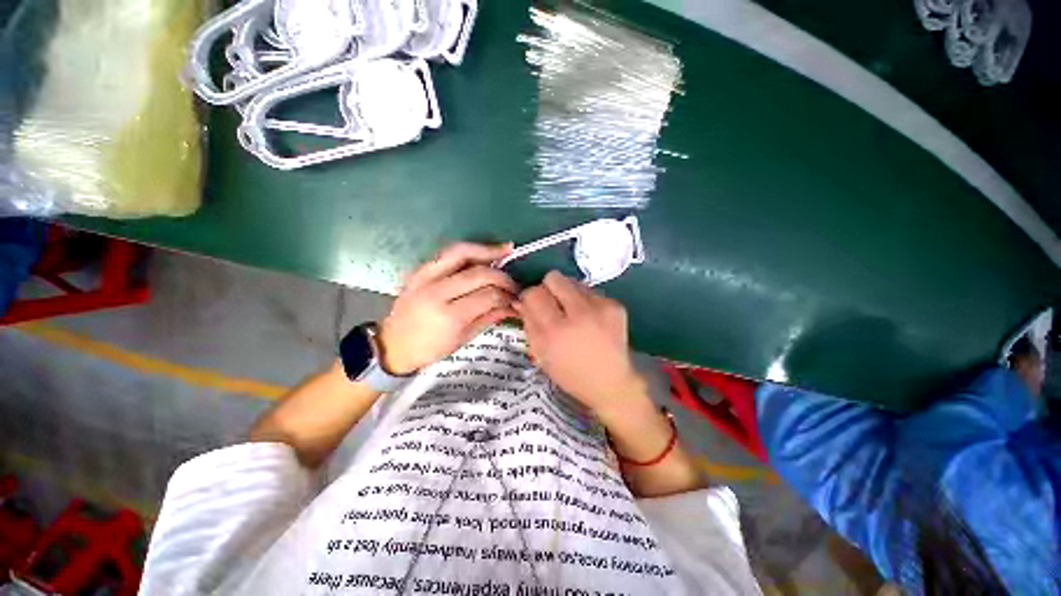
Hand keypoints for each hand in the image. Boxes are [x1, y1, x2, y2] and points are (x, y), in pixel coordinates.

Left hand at [378, 242, 517, 374]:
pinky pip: (448, 252)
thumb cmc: (429, 349)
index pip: (488, 296)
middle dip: (502, 277)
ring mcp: (425, 277)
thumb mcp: (462, 339)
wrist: (393, 345)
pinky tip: (483, 251)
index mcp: (449, 316)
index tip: (517, 298)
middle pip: (479, 273)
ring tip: (506, 249)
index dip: (507, 296)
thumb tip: (513, 306)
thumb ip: (488, 317)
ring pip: (461, 252)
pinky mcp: (419, 270)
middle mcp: (437, 292)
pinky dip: (469, 249)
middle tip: (514, 284)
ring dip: (487, 250)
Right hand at [514, 271, 648, 417]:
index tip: (534, 305)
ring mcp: (600, 307)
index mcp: (555, 331)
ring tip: (573, 314)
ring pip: (573, 281)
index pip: (533, 294)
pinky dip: (585, 301)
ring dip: (567, 294)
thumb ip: (529, 323)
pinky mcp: (616, 305)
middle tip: (553, 304)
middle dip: (548, 288)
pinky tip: (590, 319)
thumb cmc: (570, 374)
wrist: (611, 383)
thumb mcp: (541, 354)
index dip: (530, 297)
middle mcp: (578, 314)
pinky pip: (591, 291)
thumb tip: (522, 300)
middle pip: (554, 278)